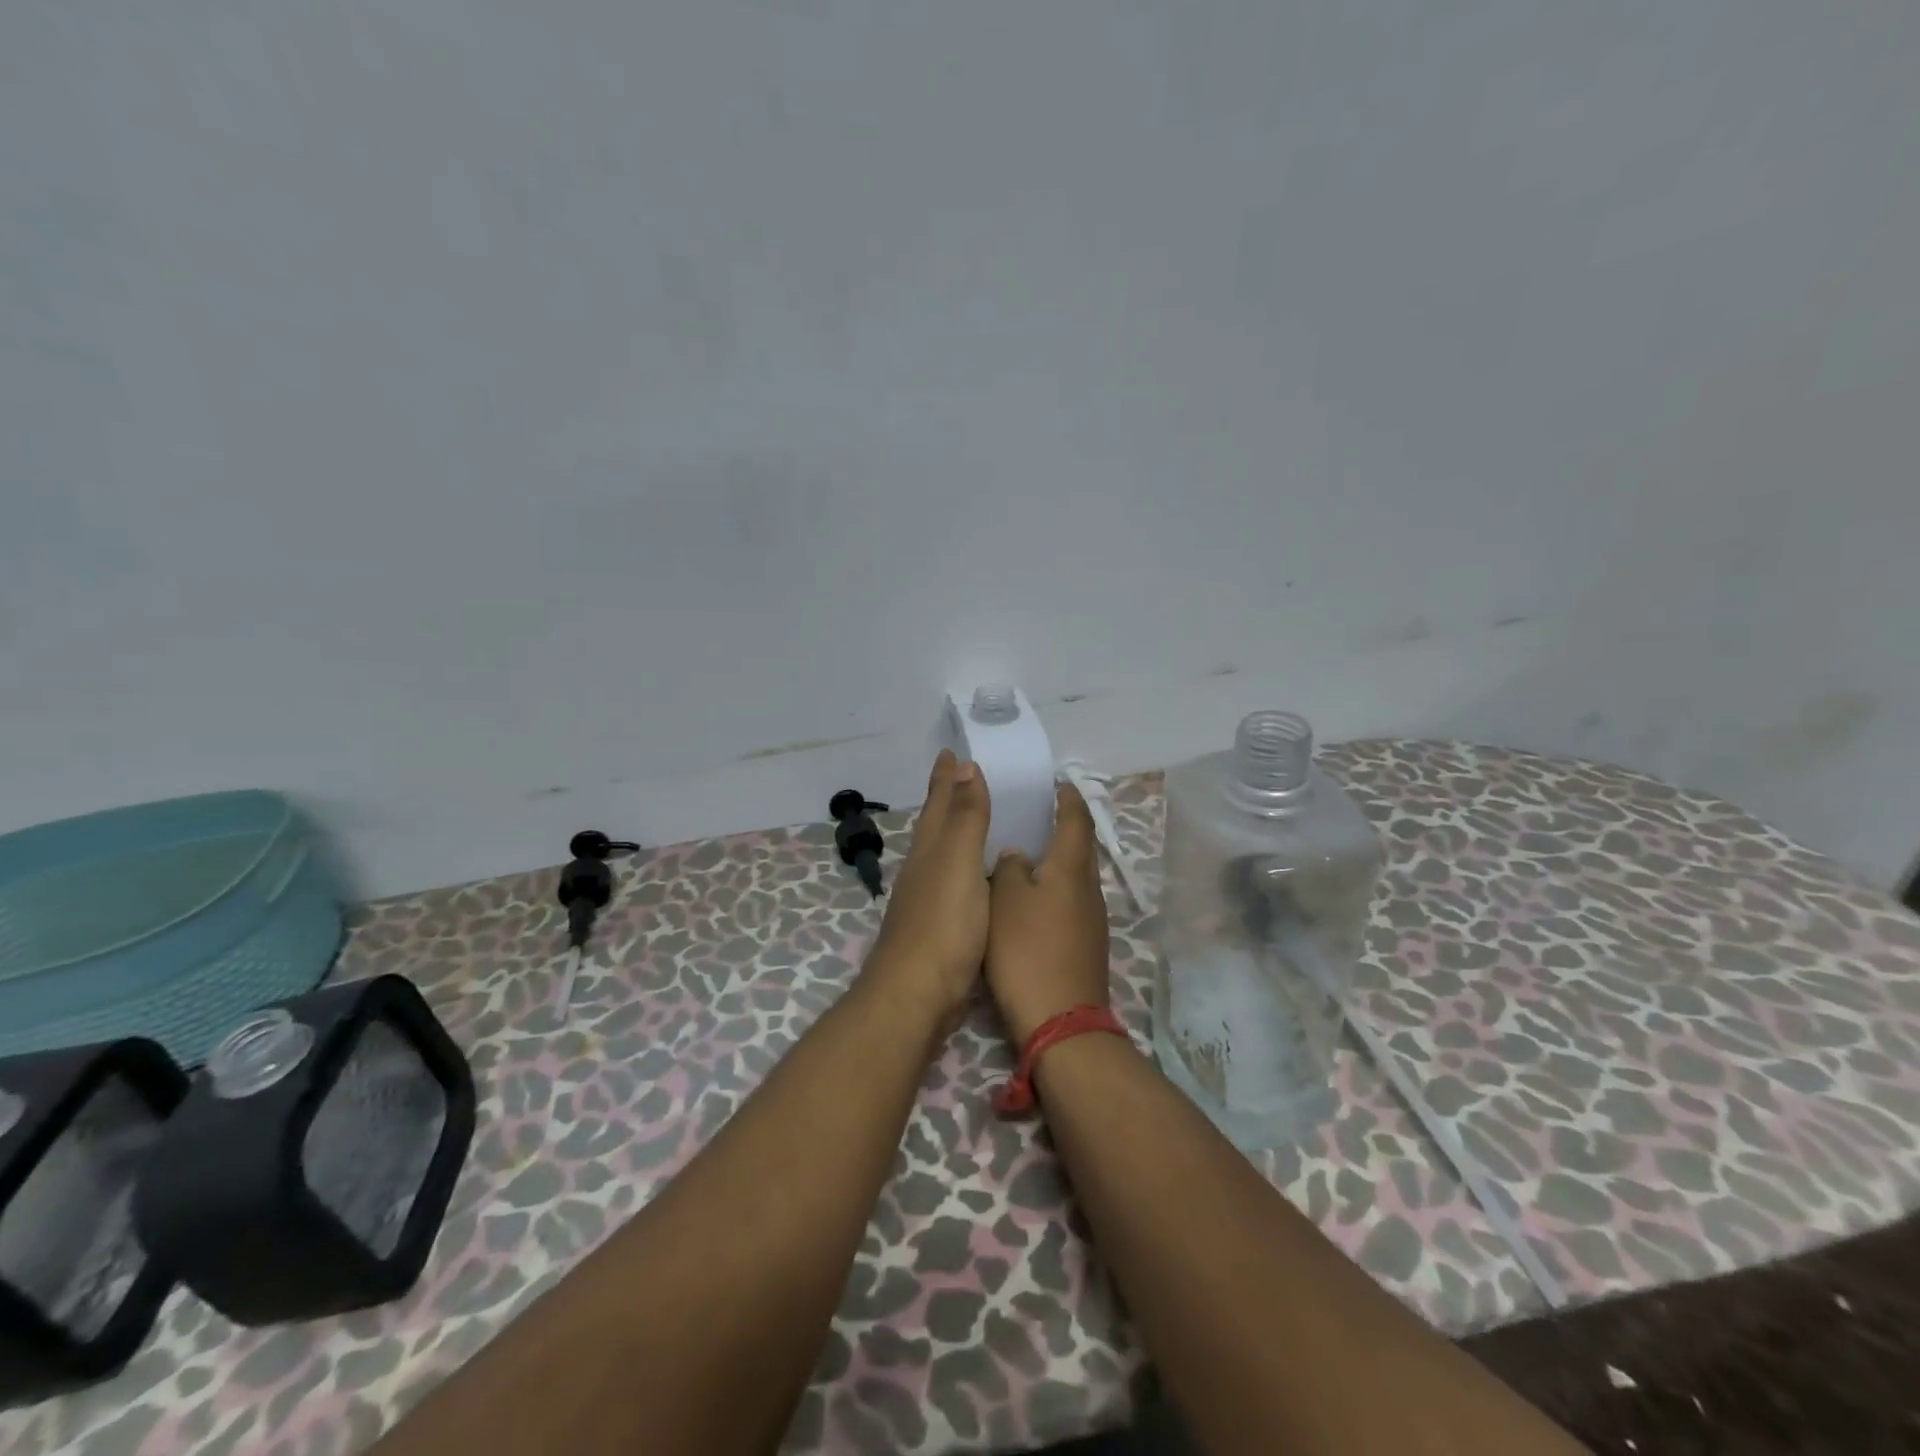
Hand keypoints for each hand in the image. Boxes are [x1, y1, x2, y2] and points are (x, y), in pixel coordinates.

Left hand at [864, 749, 991, 1034]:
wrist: (916, 995)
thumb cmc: (943, 925)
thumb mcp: (959, 863)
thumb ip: (966, 818)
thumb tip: (964, 766)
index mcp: (929, 851)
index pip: (939, 804)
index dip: (946, 778)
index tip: (950, 751)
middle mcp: (922, 870)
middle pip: (934, 825)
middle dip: (945, 800)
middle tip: (958, 776)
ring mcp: (925, 901)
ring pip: (940, 854)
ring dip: (952, 833)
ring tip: (968, 821)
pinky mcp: (936, 929)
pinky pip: (952, 883)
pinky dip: (963, 869)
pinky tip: (971, 880)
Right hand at [986, 782, 1111, 1043]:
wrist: (1060, 1019)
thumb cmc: (1027, 950)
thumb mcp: (1005, 900)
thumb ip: (1009, 869)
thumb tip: (1018, 855)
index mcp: (1070, 868)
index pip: (1076, 820)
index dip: (1068, 799)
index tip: (1058, 784)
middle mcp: (1088, 888)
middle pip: (1082, 847)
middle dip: (1066, 827)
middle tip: (1040, 815)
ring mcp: (1093, 919)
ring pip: (1077, 877)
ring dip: (1060, 860)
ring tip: (1031, 853)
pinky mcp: (1087, 944)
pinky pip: (1073, 901)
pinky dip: (1057, 889)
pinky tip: (1035, 899)